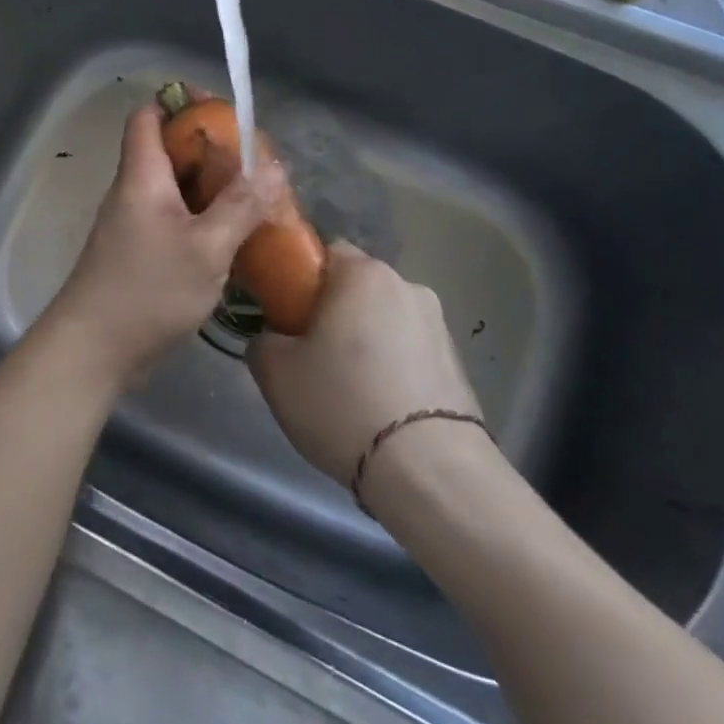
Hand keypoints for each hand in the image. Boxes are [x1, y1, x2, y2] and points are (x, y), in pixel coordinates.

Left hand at [41, 103, 277, 392]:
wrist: (94, 349)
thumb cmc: (148, 290)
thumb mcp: (206, 248)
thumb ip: (240, 205)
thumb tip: (272, 167)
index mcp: (141, 176)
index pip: (149, 115)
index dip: (181, 104)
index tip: (223, 112)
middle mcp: (133, 191)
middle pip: (167, 150)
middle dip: (210, 149)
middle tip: (254, 162)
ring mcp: (133, 223)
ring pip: (174, 188)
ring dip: (210, 187)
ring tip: (254, 196)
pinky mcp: (139, 252)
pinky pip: (173, 219)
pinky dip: (202, 218)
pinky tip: (232, 236)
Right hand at [248, 241, 481, 486]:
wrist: (429, 472)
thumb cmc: (342, 404)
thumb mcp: (275, 373)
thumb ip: (263, 341)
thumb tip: (274, 339)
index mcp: (363, 274)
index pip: (323, 252)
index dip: (298, 278)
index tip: (283, 313)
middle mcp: (407, 286)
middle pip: (356, 287)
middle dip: (333, 311)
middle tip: (308, 354)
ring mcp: (439, 325)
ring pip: (385, 320)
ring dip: (365, 340)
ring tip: (347, 389)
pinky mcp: (459, 364)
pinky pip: (410, 351)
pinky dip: (392, 367)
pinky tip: (378, 406)